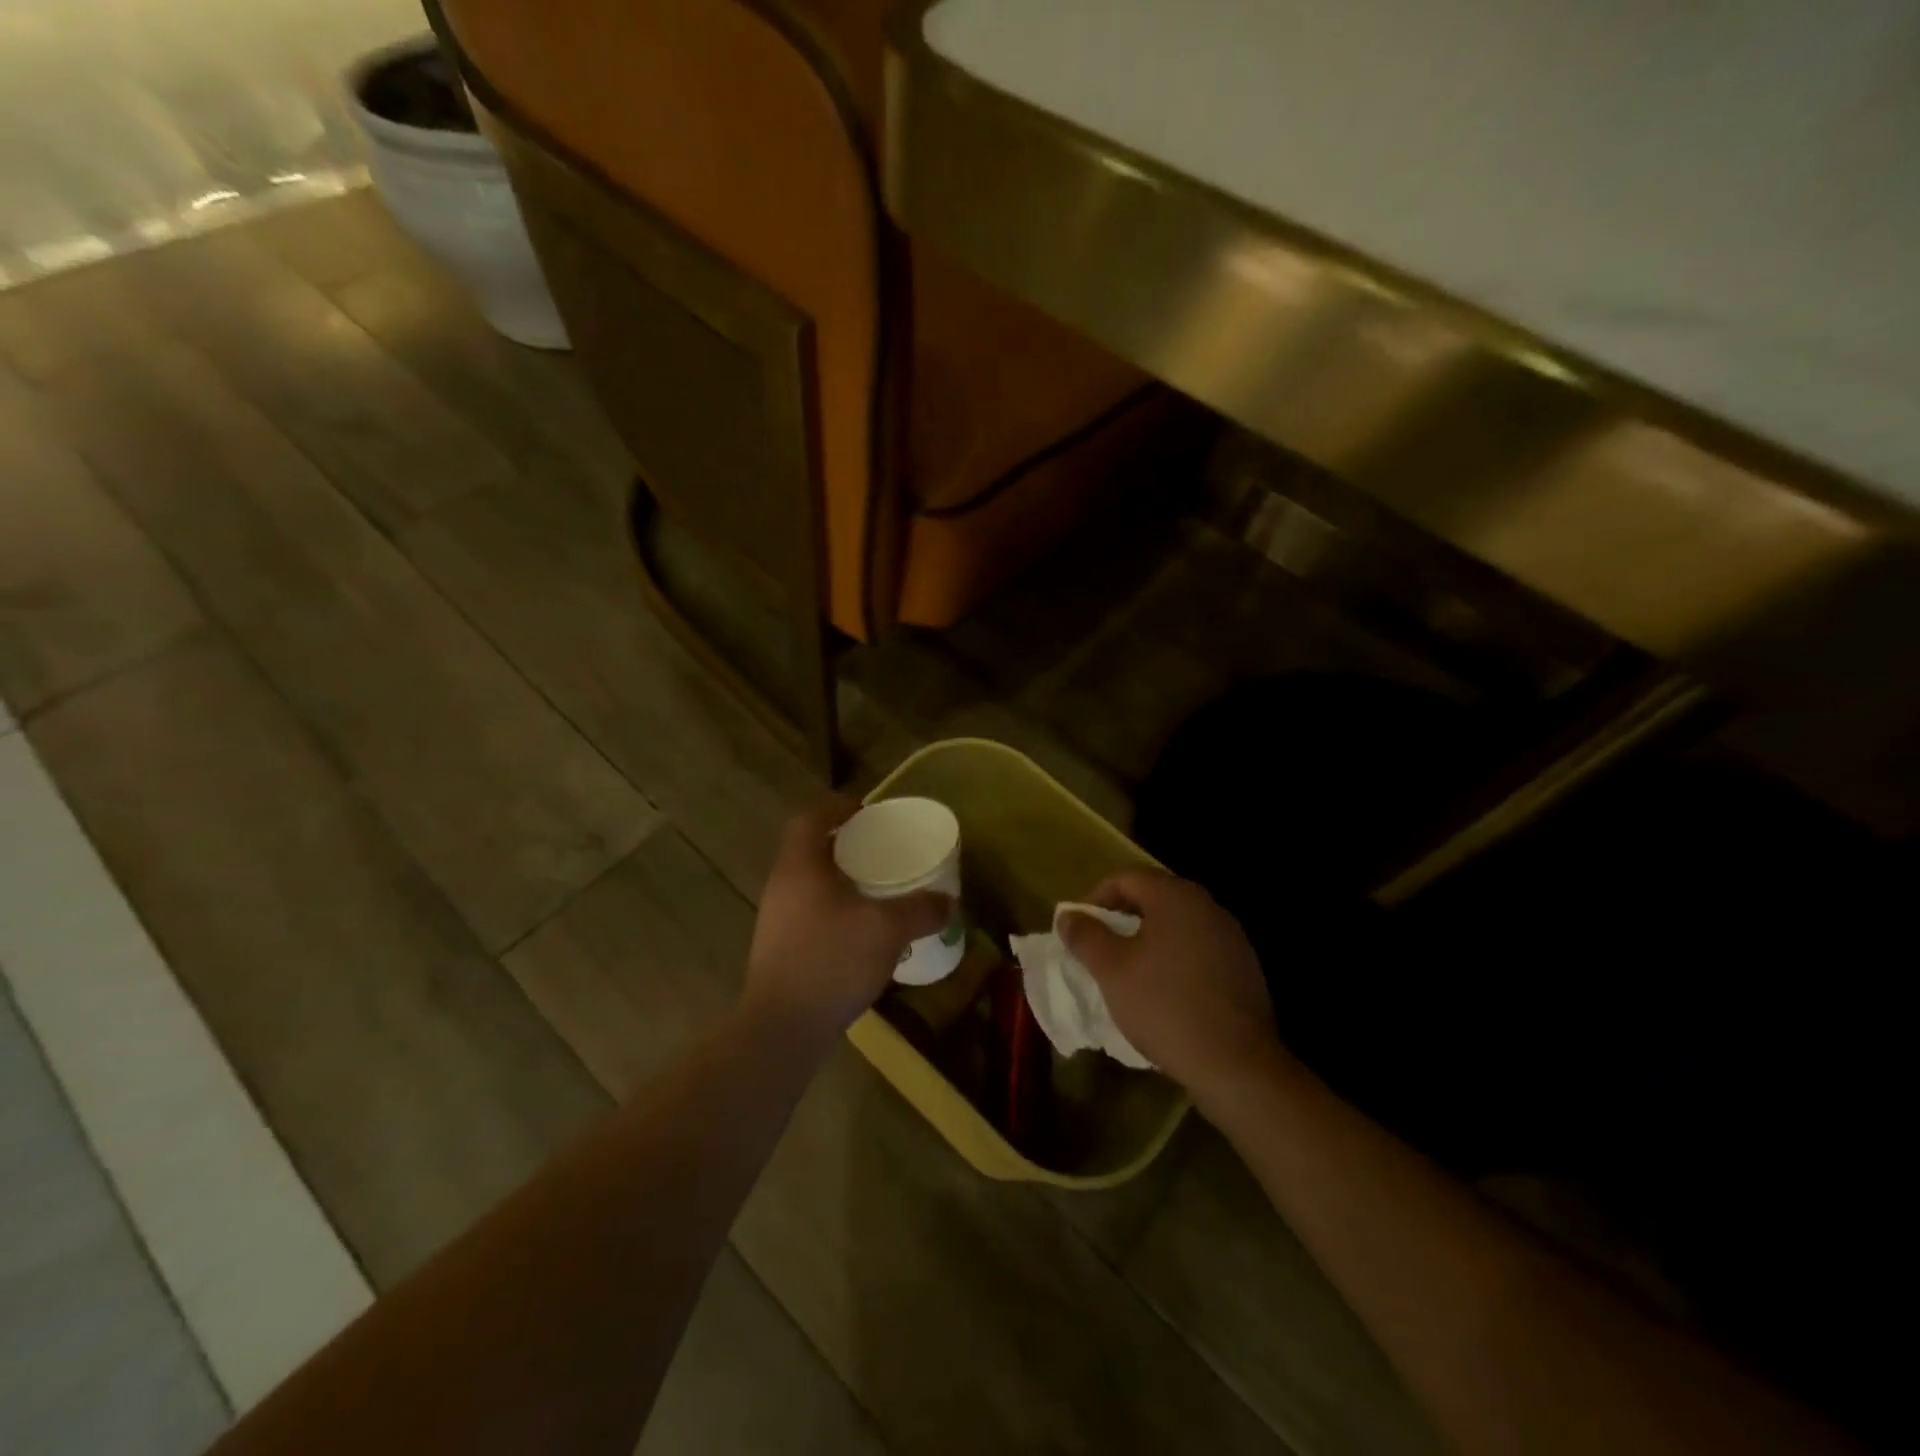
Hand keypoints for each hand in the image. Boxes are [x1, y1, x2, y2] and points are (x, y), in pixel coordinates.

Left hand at [745, 800, 950, 1042]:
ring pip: (809, 884)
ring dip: (839, 880)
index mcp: (801, 866)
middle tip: (880, 850)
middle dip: (844, 845)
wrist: (783, 1028)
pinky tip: (861, 933)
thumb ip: (921, 910)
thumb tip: (948, 902)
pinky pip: (809, 913)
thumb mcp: (888, 929)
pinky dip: (834, 910)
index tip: (866, 811)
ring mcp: (775, 920)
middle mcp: (782, 886)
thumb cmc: (832, 960)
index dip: (837, 807)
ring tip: (875, 891)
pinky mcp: (779, 949)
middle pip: (810, 849)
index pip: (811, 819)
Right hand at [1060, 869, 1283, 1106]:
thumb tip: (1068, 916)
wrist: (1236, 1064)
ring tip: (1129, 972)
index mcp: (1176, 896)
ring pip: (1177, 926)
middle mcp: (1208, 906)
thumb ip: (1085, 936)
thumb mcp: (1111, 970)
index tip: (1080, 928)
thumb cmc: (1165, 1006)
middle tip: (1100, 949)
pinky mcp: (1245, 968)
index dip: (1096, 898)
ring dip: (1149, 940)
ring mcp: (1231, 937)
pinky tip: (1165, 993)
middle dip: (1122, 919)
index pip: (1126, 878)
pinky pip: (1199, 950)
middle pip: (1154, 898)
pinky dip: (1175, 960)